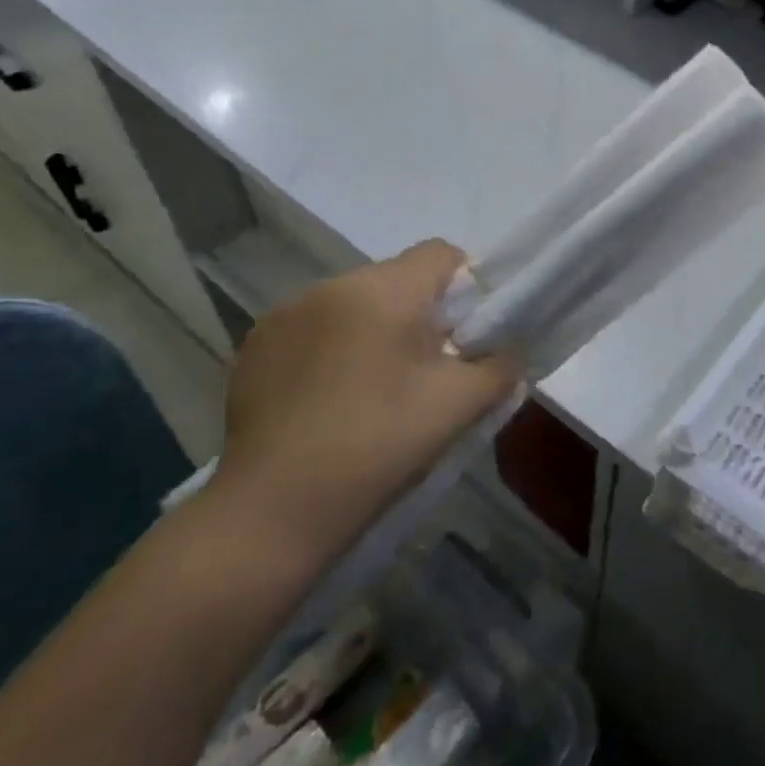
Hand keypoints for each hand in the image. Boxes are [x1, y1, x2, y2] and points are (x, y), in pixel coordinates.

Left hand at [217, 240, 521, 565]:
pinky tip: (329, 402)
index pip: (441, 254)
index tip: (466, 337)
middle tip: (426, 374)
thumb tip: (508, 351)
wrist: (272, 512)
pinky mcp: (256, 347)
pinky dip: (332, 350)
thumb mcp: (458, 407)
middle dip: (419, 315)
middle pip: (397, 279)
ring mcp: (285, 314)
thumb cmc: (377, 447)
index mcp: (383, 290)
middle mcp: (331, 286)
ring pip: (354, 304)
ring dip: (373, 331)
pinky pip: (314, 329)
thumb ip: (500, 367)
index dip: (466, 288)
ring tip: (373, 392)